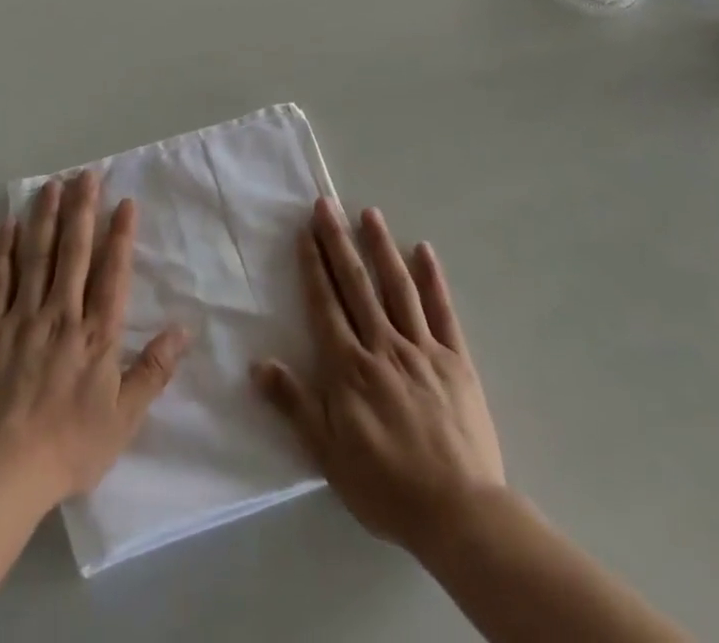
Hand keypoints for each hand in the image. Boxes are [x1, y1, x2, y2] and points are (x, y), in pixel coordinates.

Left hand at [0, 170, 188, 505]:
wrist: (3, 472)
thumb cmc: (70, 446)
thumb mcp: (124, 418)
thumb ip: (153, 370)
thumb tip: (184, 330)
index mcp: (96, 334)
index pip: (112, 272)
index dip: (120, 235)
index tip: (124, 202)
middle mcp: (62, 314)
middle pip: (74, 251)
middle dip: (82, 209)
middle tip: (86, 174)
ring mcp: (23, 317)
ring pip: (37, 255)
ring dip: (46, 217)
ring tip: (52, 184)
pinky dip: (3, 250)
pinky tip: (8, 224)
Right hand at [253, 199, 504, 550]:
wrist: (460, 514)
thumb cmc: (386, 486)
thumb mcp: (329, 454)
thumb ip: (295, 404)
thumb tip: (257, 364)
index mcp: (350, 367)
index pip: (326, 304)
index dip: (313, 265)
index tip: (306, 232)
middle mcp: (383, 345)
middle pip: (356, 285)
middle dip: (338, 242)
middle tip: (326, 205)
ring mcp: (422, 348)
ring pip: (398, 287)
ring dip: (381, 247)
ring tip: (370, 213)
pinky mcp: (456, 360)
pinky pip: (443, 311)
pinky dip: (434, 279)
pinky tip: (425, 251)